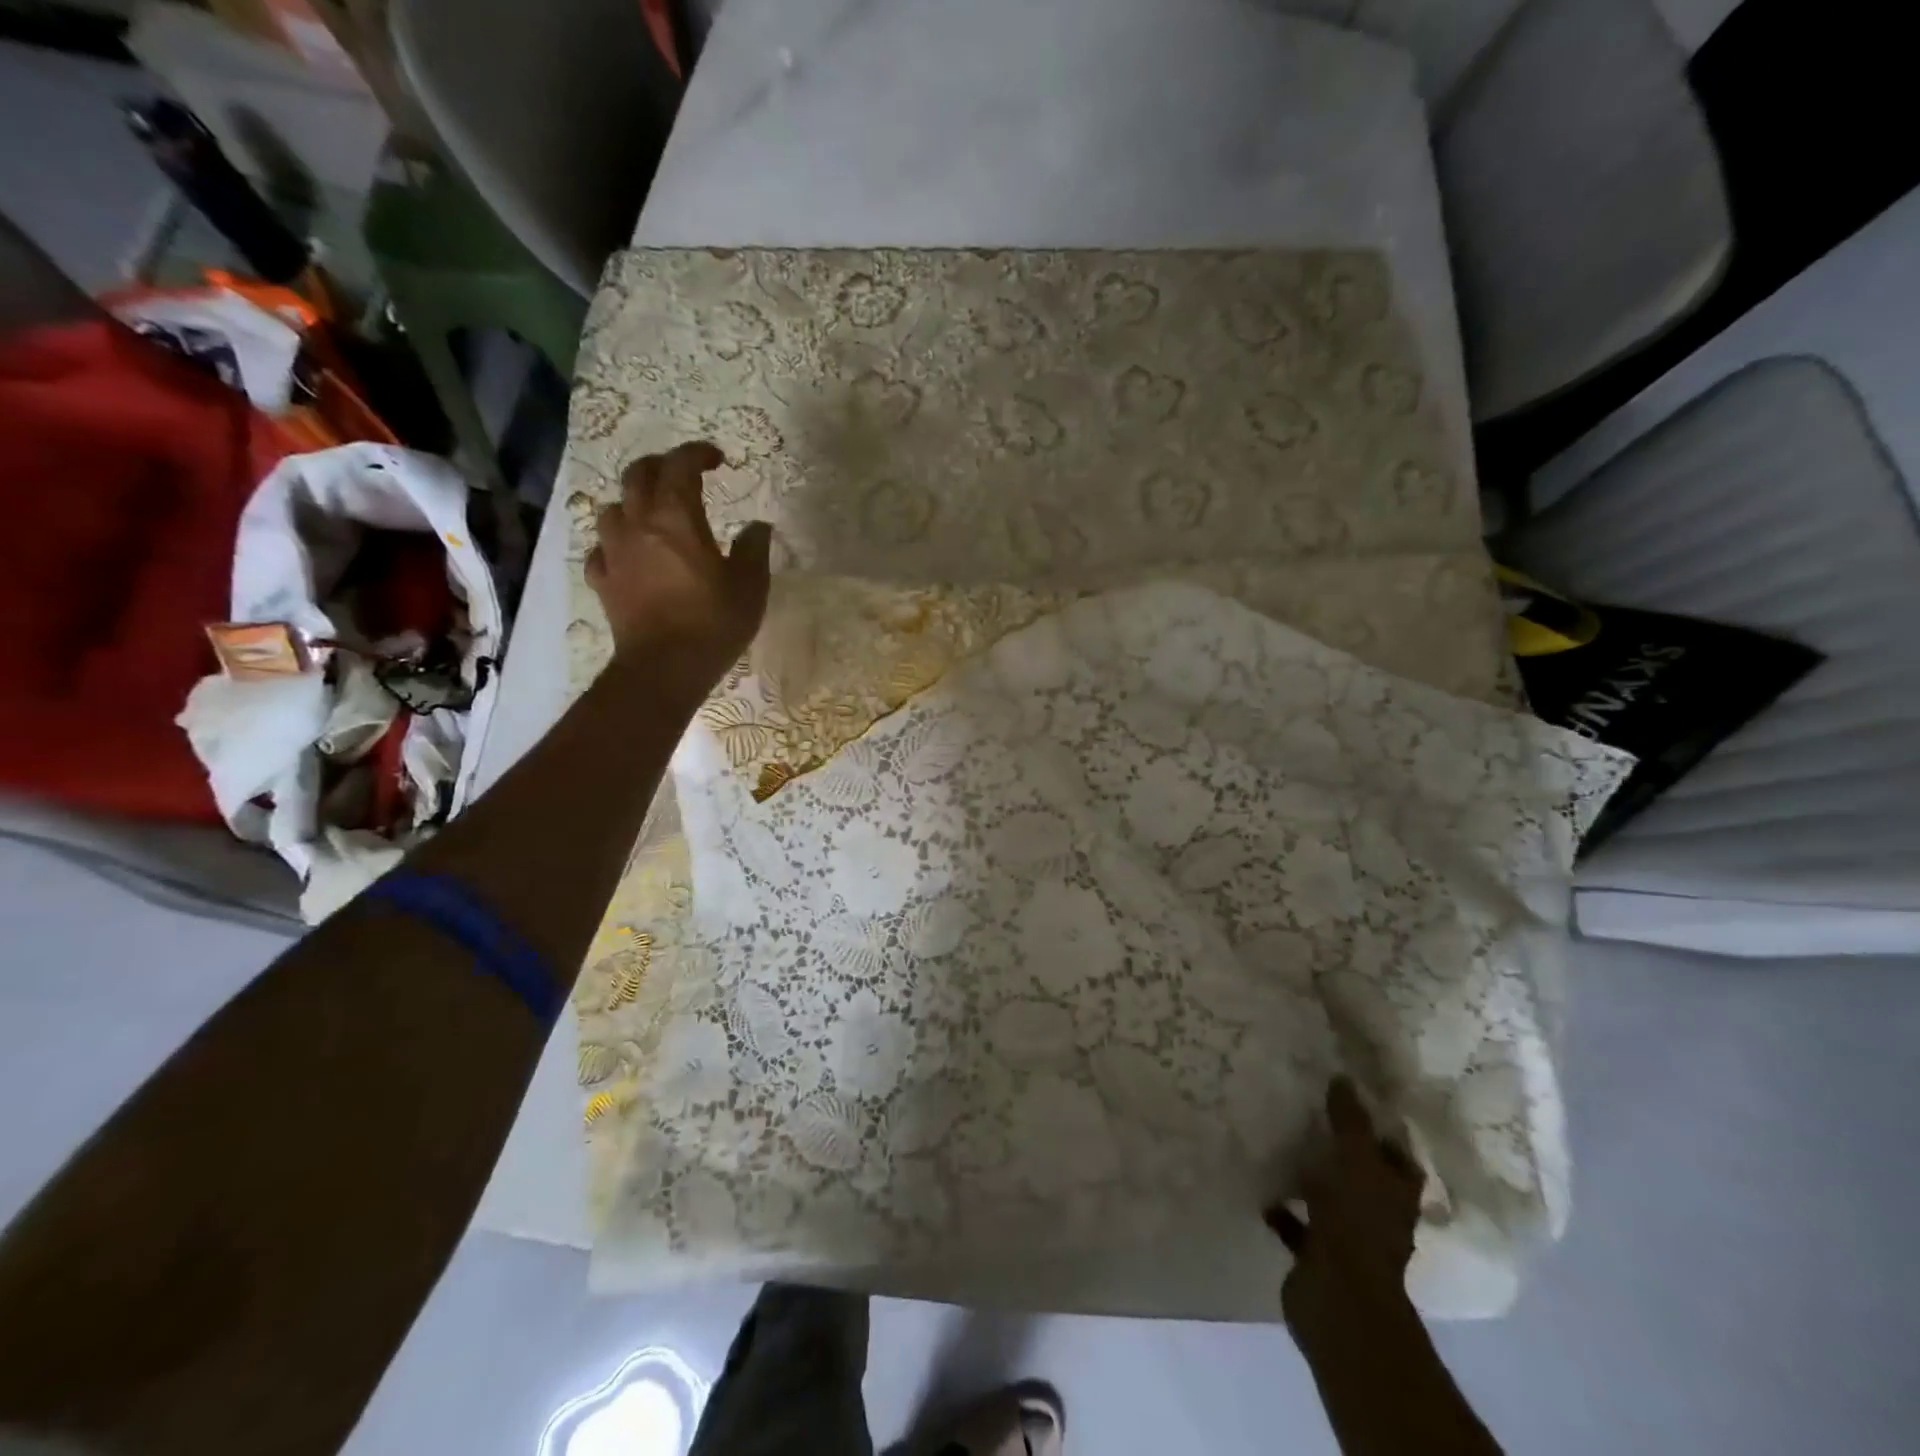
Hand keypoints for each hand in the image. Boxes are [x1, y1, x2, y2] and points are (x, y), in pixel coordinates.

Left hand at [585, 441, 772, 691]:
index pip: (680, 466)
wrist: (665, 667)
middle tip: (681, 476)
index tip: (716, 459)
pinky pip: (600, 552)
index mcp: (676, 518)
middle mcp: (638, 525)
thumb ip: (754, 549)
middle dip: (660, 467)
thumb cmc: (713, 622)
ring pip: (611, 510)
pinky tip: (627, 557)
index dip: (696, 454)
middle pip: (637, 476)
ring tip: (650, 515)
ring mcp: (614, 554)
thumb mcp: (750, 586)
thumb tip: (758, 526)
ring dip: (631, 504)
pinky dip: (614, 546)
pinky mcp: (604, 582)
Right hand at [1266, 1078, 1422, 1331]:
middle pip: (1364, 1179)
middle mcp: (1379, 1216)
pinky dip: (1283, 1209)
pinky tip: (1262, 1187)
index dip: (1383, 1134)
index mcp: (1397, 1194)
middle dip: (1342, 1154)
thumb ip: (1349, 1119)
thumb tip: (1343, 1077)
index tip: (1354, 1103)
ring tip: (1281, 1146)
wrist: (1337, 1296)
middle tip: (1311, 1117)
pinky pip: (1298, 1224)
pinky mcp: (1317, 1255)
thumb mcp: (1355, 1158)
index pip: (1399, 1159)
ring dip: (1311, 1180)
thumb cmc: (1356, 1221)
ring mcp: (1349, 1239)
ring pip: (1331, 1200)